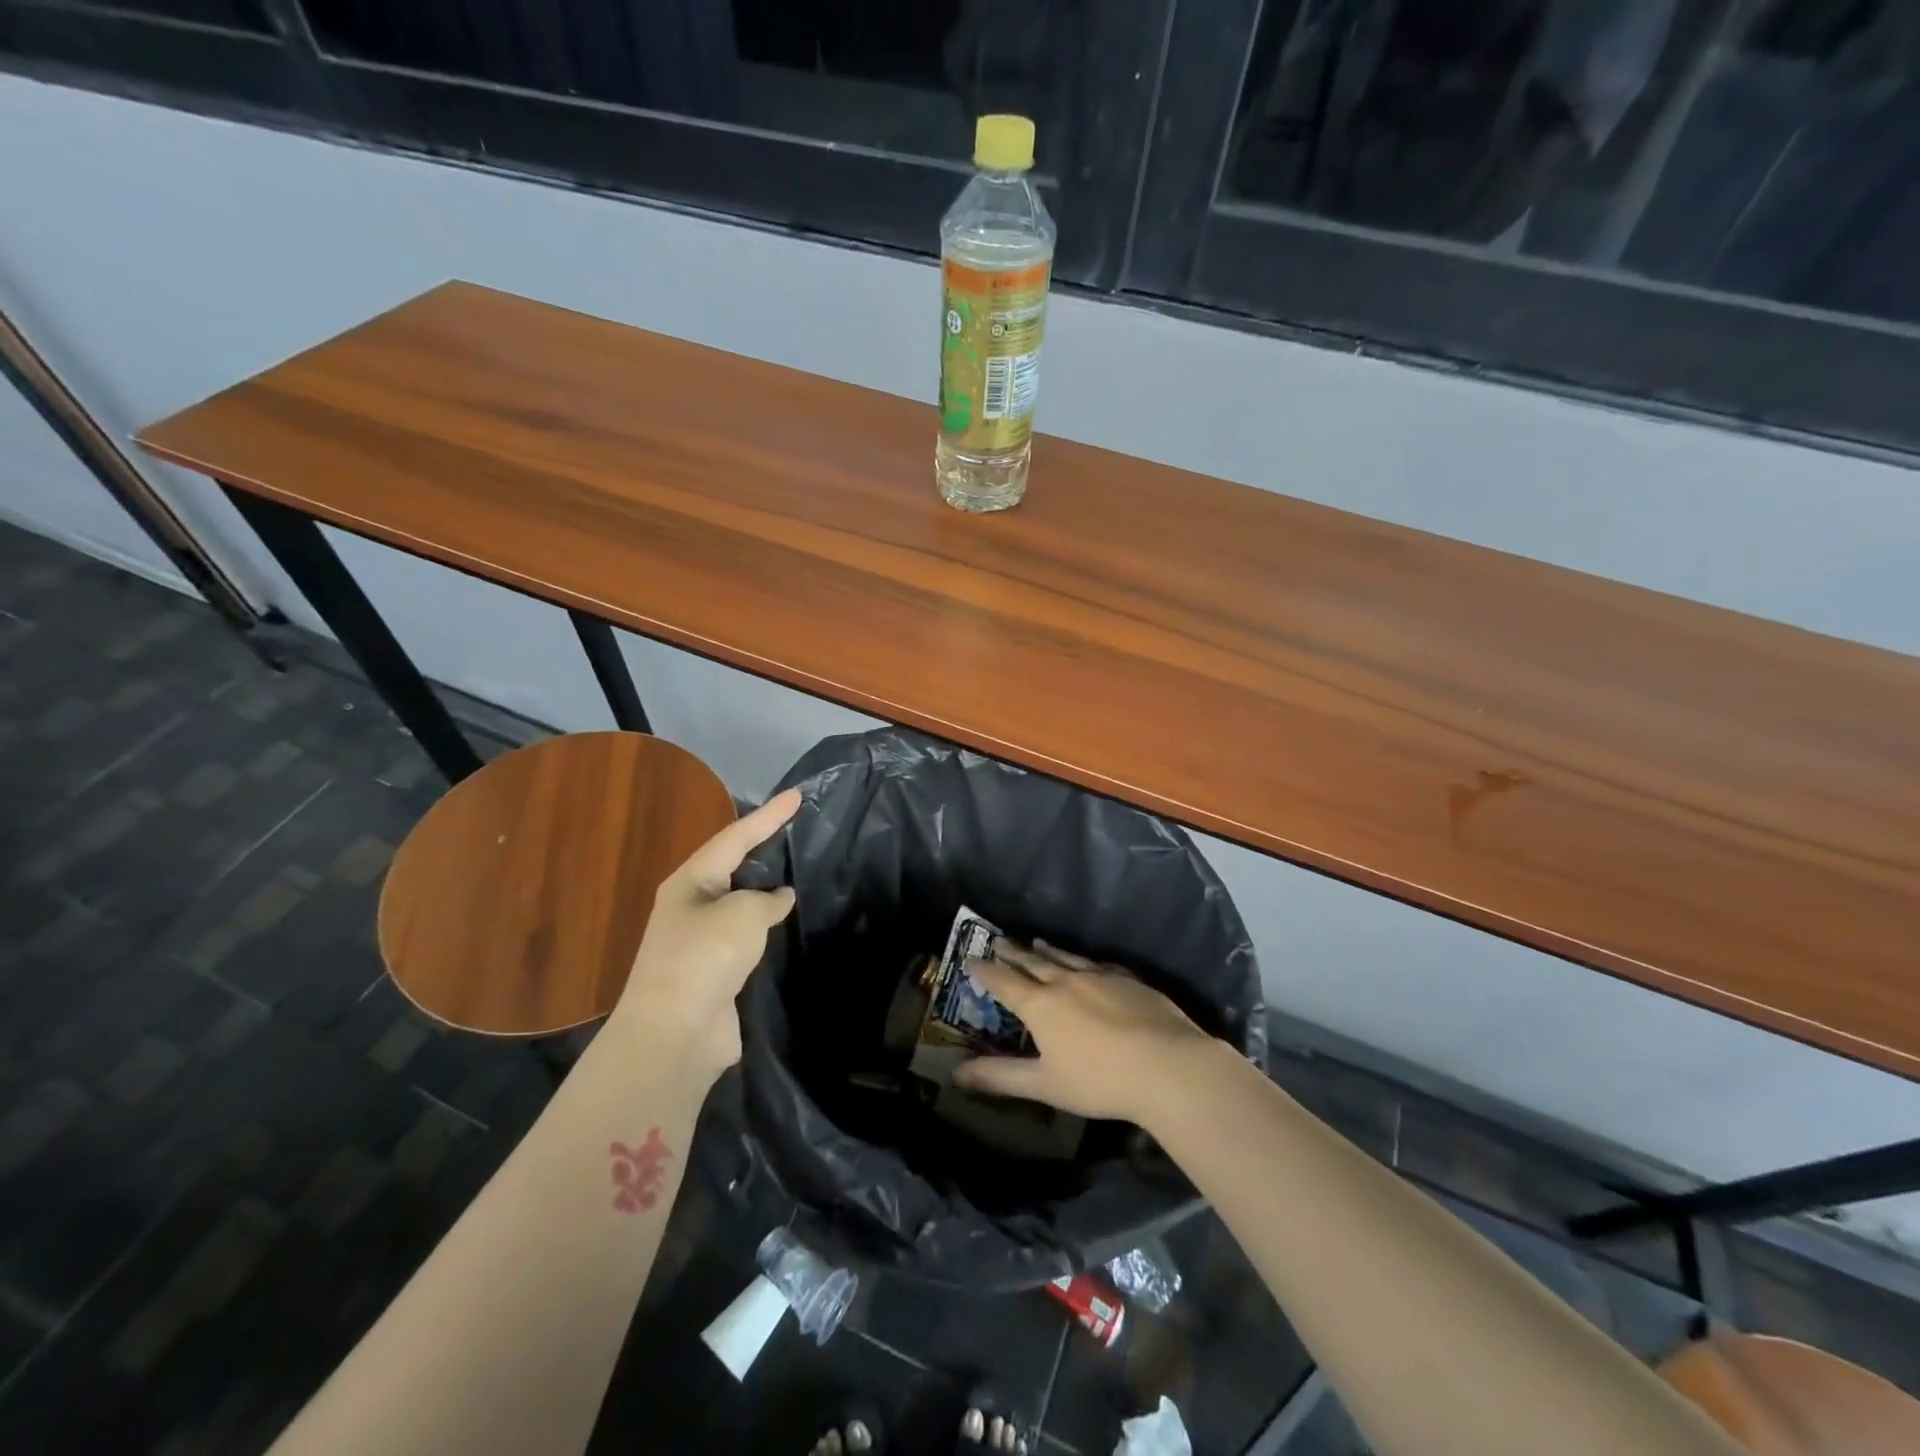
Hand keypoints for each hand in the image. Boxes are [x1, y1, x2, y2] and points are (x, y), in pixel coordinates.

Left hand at [610, 788, 799, 1082]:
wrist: (675, 1035)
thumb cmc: (705, 958)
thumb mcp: (743, 914)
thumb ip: (767, 899)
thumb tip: (779, 899)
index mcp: (690, 882)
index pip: (735, 837)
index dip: (769, 815)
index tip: (798, 795)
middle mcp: (692, 907)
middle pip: (735, 867)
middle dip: (765, 848)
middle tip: (800, 829)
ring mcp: (702, 943)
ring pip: (742, 905)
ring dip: (768, 892)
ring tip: (802, 873)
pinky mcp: (716, 974)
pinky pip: (748, 939)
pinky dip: (769, 929)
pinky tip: (791, 925)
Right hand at [953, 940, 1220, 1123]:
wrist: (1167, 1065)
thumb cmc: (1099, 1080)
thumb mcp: (1044, 1085)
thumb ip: (1000, 1077)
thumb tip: (956, 1073)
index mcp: (1040, 1004)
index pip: (1004, 981)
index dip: (985, 971)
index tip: (970, 960)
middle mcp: (1065, 981)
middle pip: (1032, 961)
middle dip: (1013, 952)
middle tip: (998, 940)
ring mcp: (1099, 976)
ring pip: (1065, 957)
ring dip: (1047, 949)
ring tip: (1036, 941)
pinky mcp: (1128, 979)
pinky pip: (1096, 963)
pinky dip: (1082, 959)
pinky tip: (1087, 962)